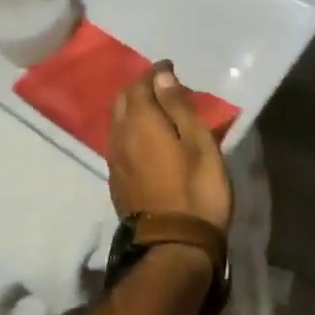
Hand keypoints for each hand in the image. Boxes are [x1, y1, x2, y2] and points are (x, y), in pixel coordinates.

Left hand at [107, 63, 232, 237]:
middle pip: (122, 101)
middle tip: (162, 87)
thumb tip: (161, 75)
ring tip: (155, 111)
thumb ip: (178, 107)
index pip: (141, 85)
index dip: (155, 73)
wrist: (174, 246)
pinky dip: (130, 130)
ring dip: (132, 110)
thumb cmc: (197, 190)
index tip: (170, 68)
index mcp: (141, 123)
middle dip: (140, 88)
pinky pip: (118, 142)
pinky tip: (145, 139)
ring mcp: (115, 160)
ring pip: (117, 122)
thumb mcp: (199, 144)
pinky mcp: (116, 181)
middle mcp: (120, 136)